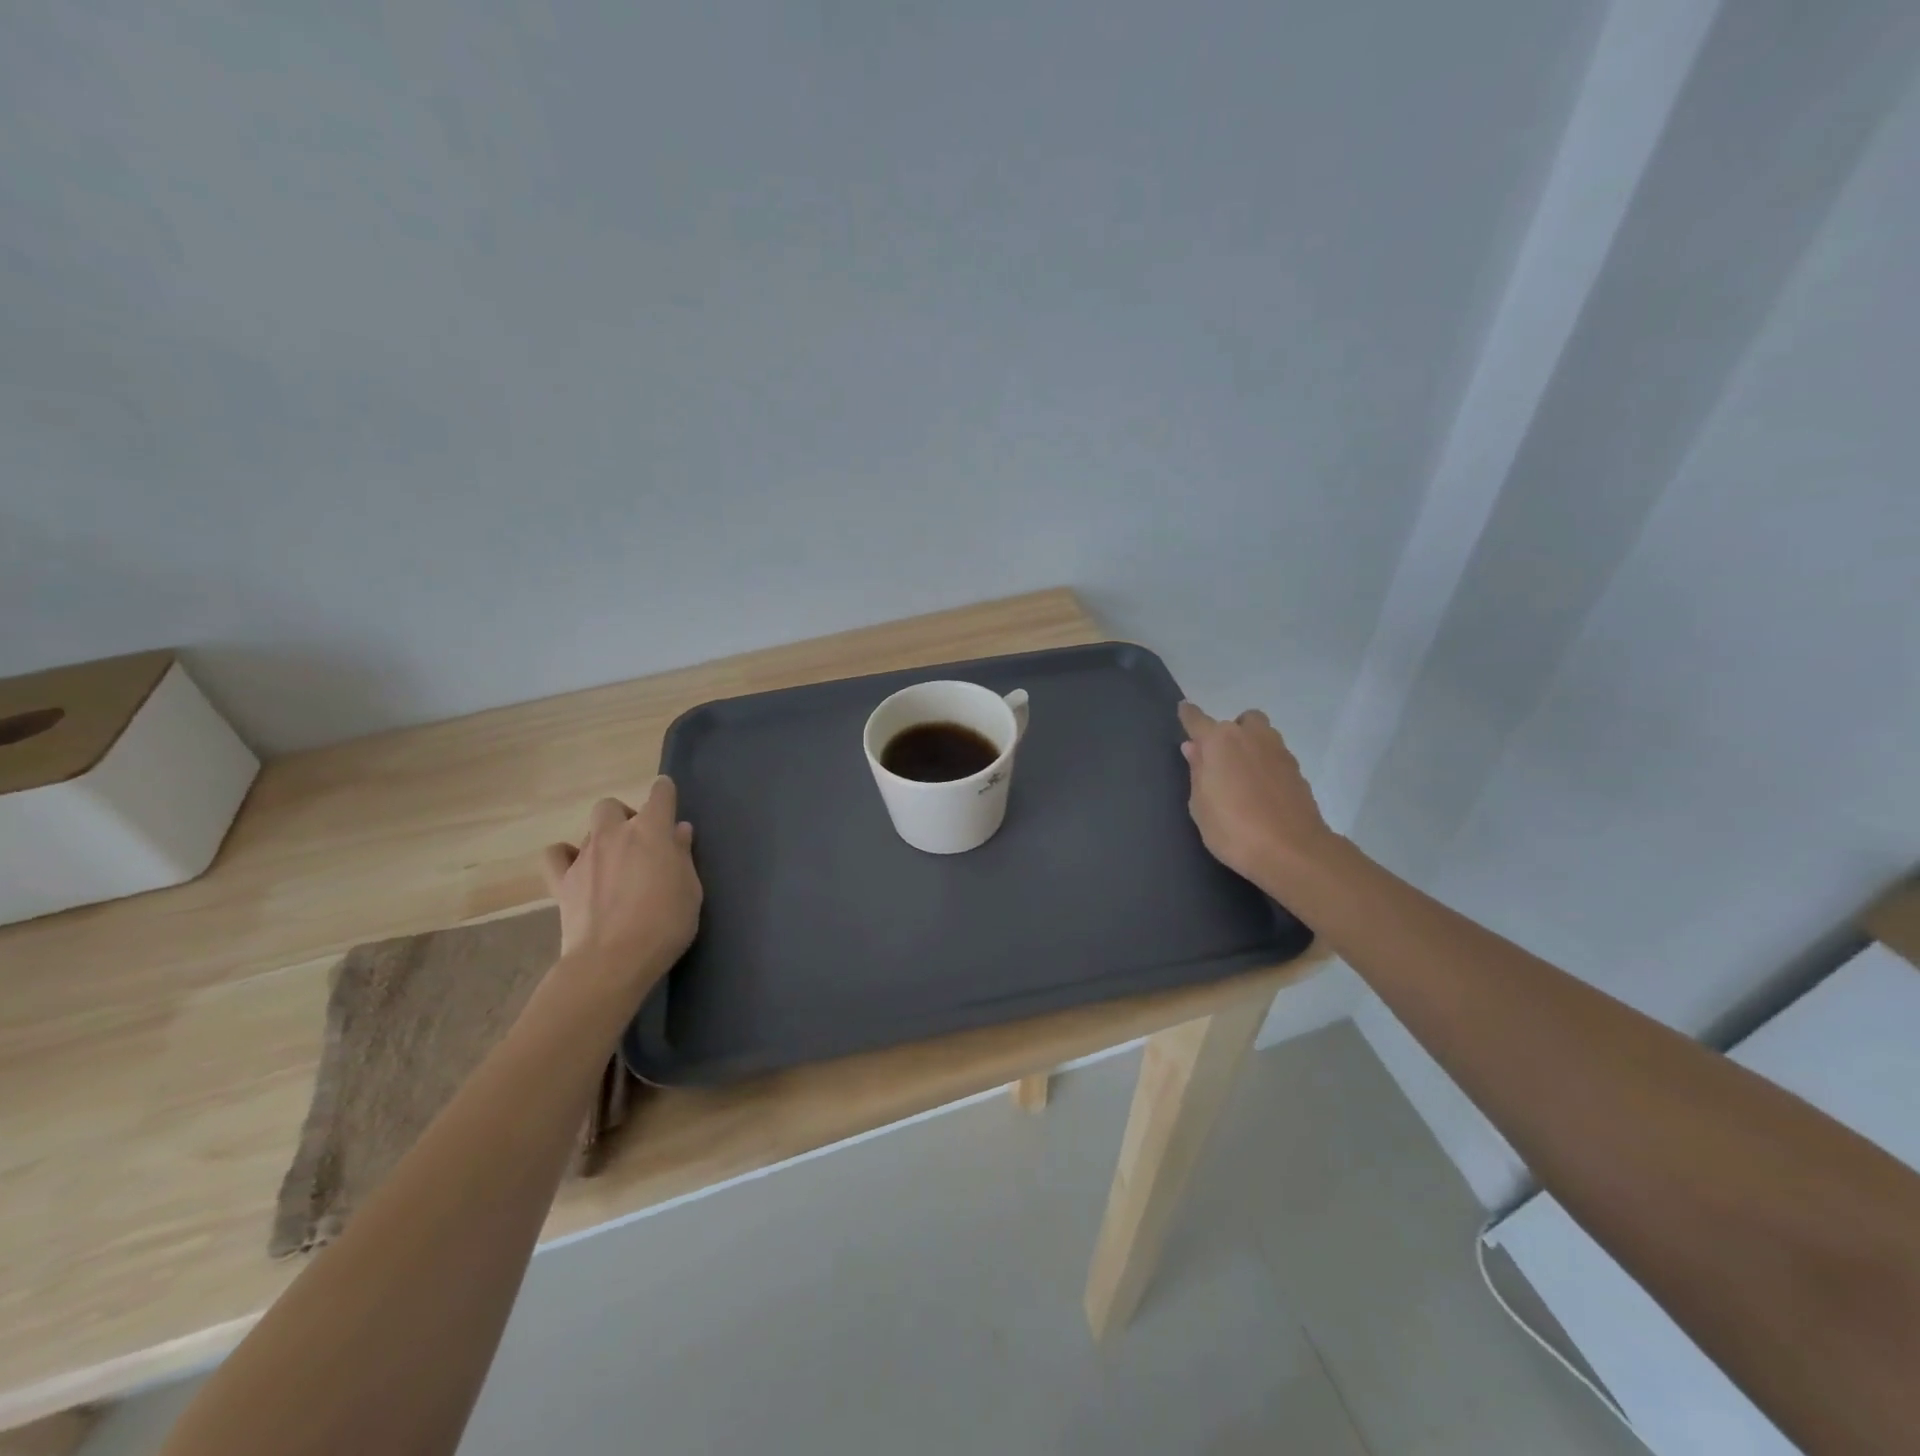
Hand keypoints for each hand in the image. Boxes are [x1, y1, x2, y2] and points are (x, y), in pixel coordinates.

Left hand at [542, 777, 702, 992]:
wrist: (612, 960)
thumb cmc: (664, 924)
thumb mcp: (690, 890)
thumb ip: (683, 856)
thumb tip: (678, 832)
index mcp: (651, 831)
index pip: (660, 793)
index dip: (665, 792)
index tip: (668, 800)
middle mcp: (615, 834)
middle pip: (612, 806)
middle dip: (625, 817)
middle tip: (639, 843)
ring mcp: (584, 856)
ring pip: (590, 831)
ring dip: (603, 840)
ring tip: (614, 866)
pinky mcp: (561, 881)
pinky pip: (556, 855)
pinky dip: (565, 856)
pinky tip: (577, 869)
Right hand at [1177, 701, 1335, 889]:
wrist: (1291, 851)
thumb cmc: (1232, 828)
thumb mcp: (1200, 804)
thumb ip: (1197, 771)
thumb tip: (1194, 748)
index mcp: (1220, 741)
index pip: (1197, 719)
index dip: (1188, 715)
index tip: (1183, 710)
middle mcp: (1251, 737)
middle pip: (1241, 720)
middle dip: (1231, 732)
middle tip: (1222, 759)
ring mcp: (1279, 752)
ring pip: (1263, 735)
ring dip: (1252, 746)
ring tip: (1243, 776)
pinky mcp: (1298, 771)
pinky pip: (1276, 757)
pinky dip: (1267, 766)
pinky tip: (1261, 792)